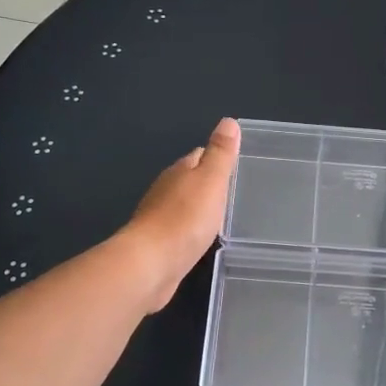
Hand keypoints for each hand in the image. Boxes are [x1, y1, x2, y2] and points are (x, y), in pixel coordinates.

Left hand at [120, 118, 240, 310]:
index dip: (217, 157)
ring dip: (199, 207)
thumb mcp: (211, 180)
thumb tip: (228, 121)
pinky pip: (179, 230)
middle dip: (208, 183)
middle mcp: (165, 190)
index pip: (199, 155)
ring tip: (222, 215)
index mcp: (179, 171)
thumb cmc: (185, 219)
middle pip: (190, 180)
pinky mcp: (158, 244)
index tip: (235, 165)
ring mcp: (159, 218)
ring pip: (184, 205)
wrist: (150, 265)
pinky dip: (191, 230)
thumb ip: (220, 153)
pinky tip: (201, 238)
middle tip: (234, 192)